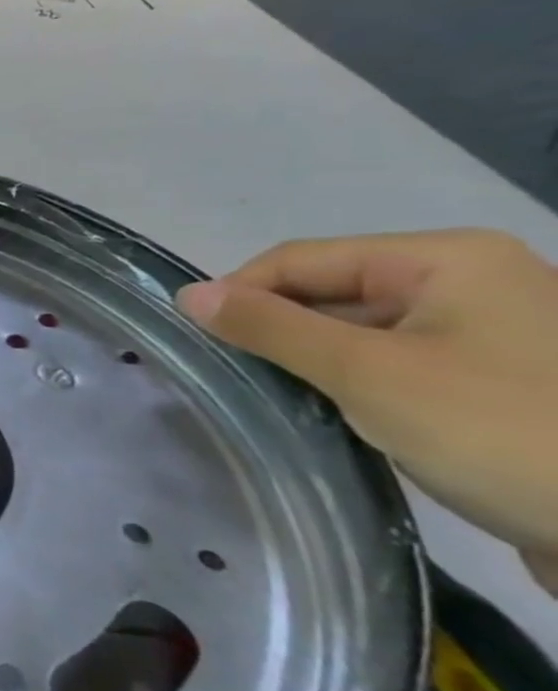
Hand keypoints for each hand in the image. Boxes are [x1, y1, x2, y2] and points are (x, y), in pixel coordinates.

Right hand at [176, 230, 557, 591]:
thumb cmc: (502, 432)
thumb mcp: (368, 374)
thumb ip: (270, 327)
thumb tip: (187, 294)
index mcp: (446, 259)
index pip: (302, 258)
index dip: (240, 292)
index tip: (194, 338)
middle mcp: (469, 282)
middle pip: (330, 291)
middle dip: (275, 330)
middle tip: (226, 374)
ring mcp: (487, 333)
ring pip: (357, 331)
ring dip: (309, 361)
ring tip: (270, 397)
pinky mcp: (493, 381)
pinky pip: (391, 364)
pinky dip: (350, 384)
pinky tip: (328, 414)